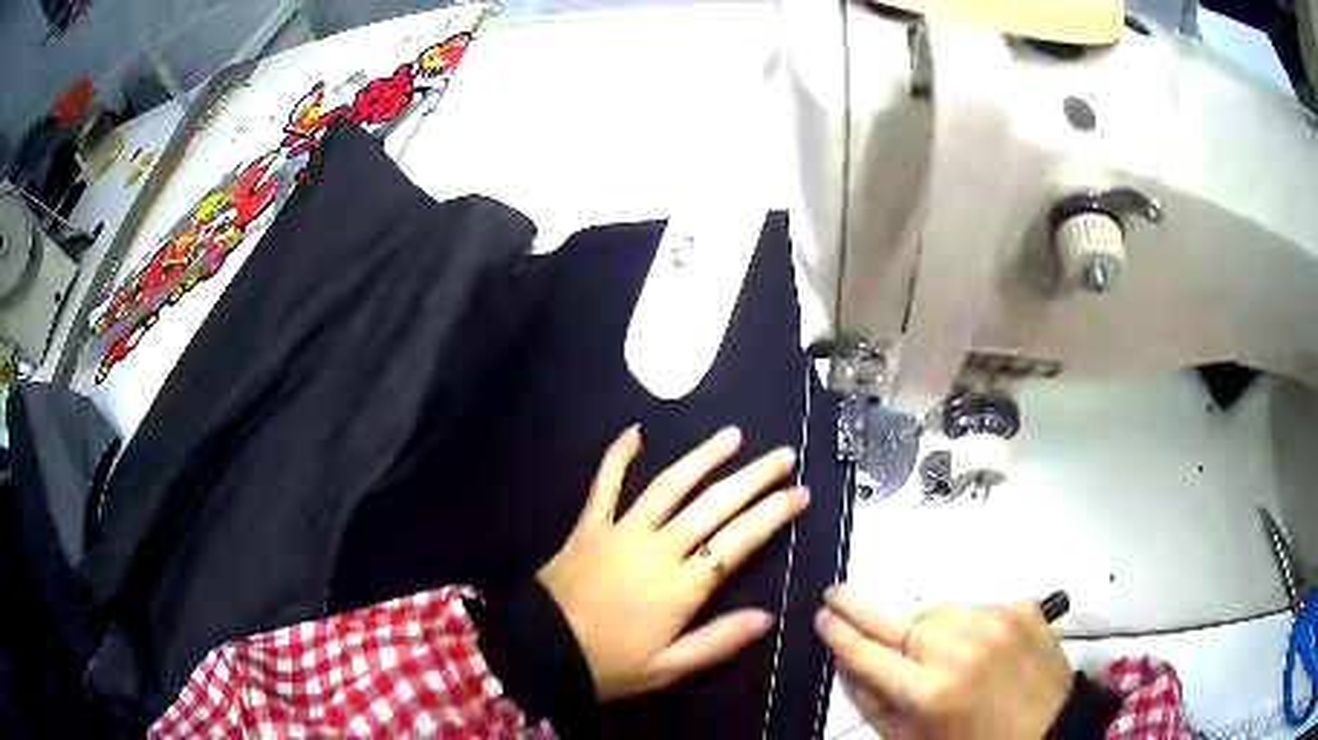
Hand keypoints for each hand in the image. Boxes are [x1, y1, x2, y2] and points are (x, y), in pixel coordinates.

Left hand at [538, 425, 808, 699]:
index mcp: (680, 586)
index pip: (738, 542)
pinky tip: (634, 432)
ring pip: (668, 486)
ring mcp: (621, 531)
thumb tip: (767, 617)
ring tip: (732, 435)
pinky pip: (605, 485)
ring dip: (702, 458)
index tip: (799, 493)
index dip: (772, 515)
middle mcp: (657, 548)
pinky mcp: (590, 526)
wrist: (538, 648)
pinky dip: (618, 457)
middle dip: (753, 478)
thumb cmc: (607, 664)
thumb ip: (717, 642)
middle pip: (713, 505)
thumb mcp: (667, 668)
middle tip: (782, 455)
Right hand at [816, 585, 1072, 739]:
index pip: (868, 654)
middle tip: (834, 592)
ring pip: (933, 608)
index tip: (821, 617)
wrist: (1051, 726)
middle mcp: (959, 647)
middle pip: (895, 617)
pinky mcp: (1020, 607)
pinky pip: (971, 607)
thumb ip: (876, 704)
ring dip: (913, 618)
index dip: (840, 635)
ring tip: (907, 633)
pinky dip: (956, 621)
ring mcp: (994, 620)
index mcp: (929, 692)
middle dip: (857, 603)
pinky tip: (962, 641)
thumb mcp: (914, 739)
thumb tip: (848, 664)